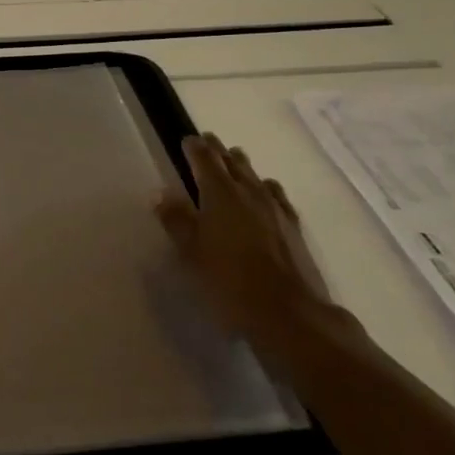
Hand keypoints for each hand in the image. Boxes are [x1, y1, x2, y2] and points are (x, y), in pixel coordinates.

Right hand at [156, 134, 330, 350]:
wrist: (290, 313)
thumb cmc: (230, 282)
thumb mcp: (191, 253)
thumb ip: (176, 220)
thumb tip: (161, 192)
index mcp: (219, 193)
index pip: (205, 158)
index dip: (195, 147)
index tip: (187, 141)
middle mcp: (248, 191)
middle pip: (232, 160)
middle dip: (217, 150)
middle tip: (206, 143)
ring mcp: (275, 207)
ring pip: (254, 174)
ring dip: (240, 165)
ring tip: (233, 162)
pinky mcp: (293, 225)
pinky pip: (275, 193)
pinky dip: (264, 186)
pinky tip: (265, 192)